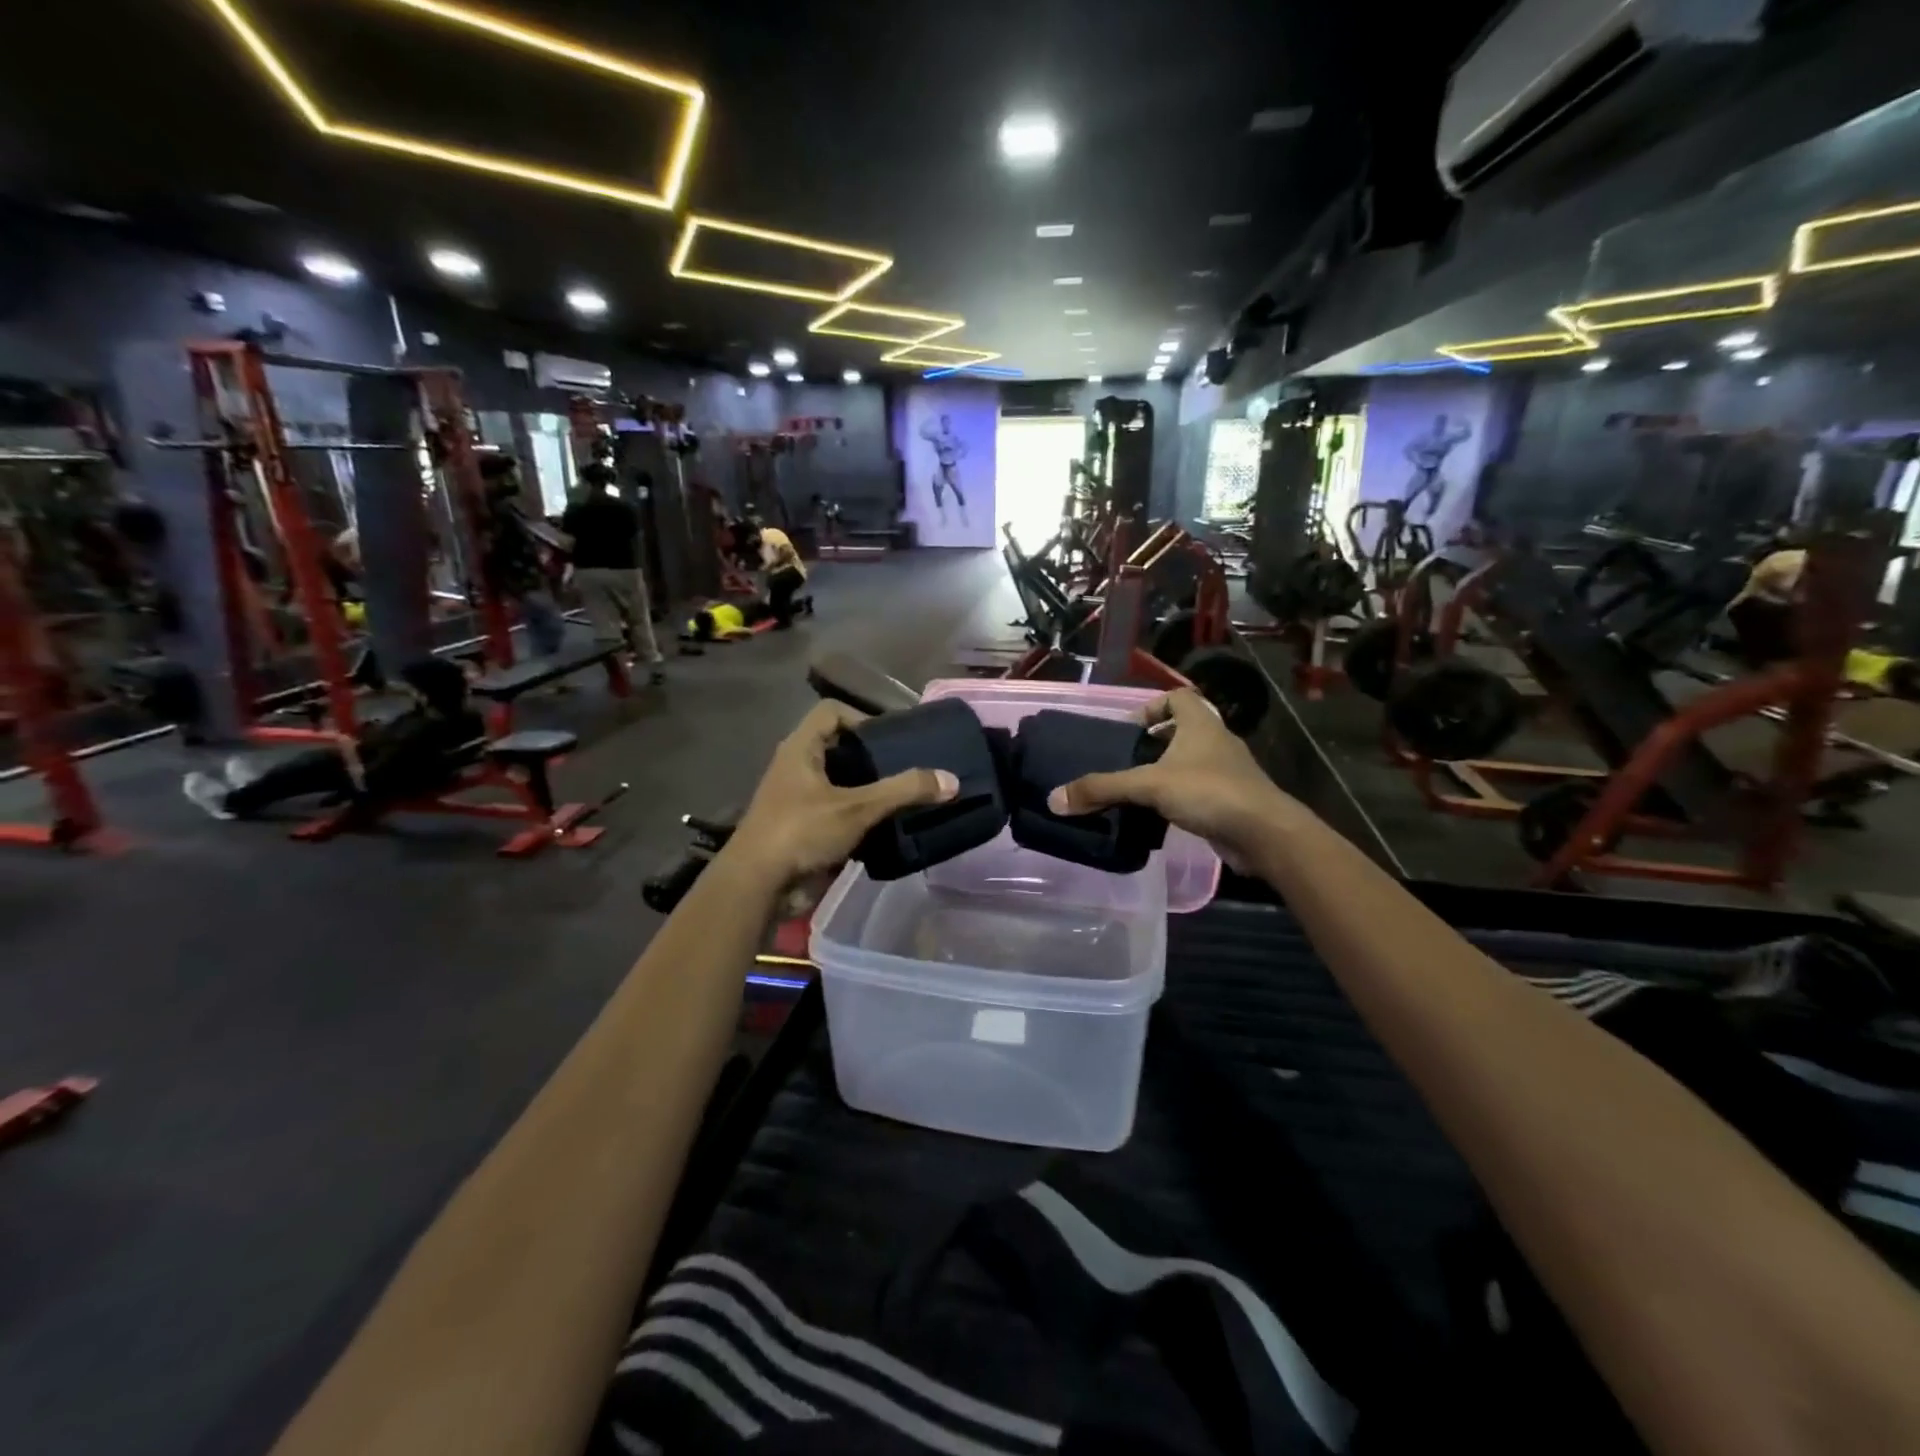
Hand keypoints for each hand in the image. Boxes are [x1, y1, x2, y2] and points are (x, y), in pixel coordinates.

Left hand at [724, 700, 957, 888]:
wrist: (758, 886)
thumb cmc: (801, 831)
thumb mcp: (857, 808)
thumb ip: (903, 791)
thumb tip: (951, 780)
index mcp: (800, 749)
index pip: (831, 711)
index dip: (862, 716)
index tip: (891, 737)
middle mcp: (796, 768)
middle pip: (839, 747)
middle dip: (872, 756)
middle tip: (907, 766)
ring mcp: (798, 800)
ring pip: (840, 783)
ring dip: (869, 789)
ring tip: (904, 796)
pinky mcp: (804, 829)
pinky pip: (838, 812)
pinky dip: (861, 816)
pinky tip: (887, 826)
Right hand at [1047, 688, 1305, 870]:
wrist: (1264, 834)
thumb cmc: (1209, 792)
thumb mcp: (1149, 786)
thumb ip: (1102, 789)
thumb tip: (1054, 799)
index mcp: (1201, 724)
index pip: (1179, 697)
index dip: (1153, 707)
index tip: (1129, 731)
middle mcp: (1217, 741)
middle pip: (1182, 730)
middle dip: (1153, 744)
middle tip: (1124, 763)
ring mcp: (1228, 771)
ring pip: (1190, 762)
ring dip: (1165, 772)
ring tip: (1135, 791)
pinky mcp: (1231, 800)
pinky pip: (1198, 790)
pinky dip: (1178, 797)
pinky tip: (1158, 816)